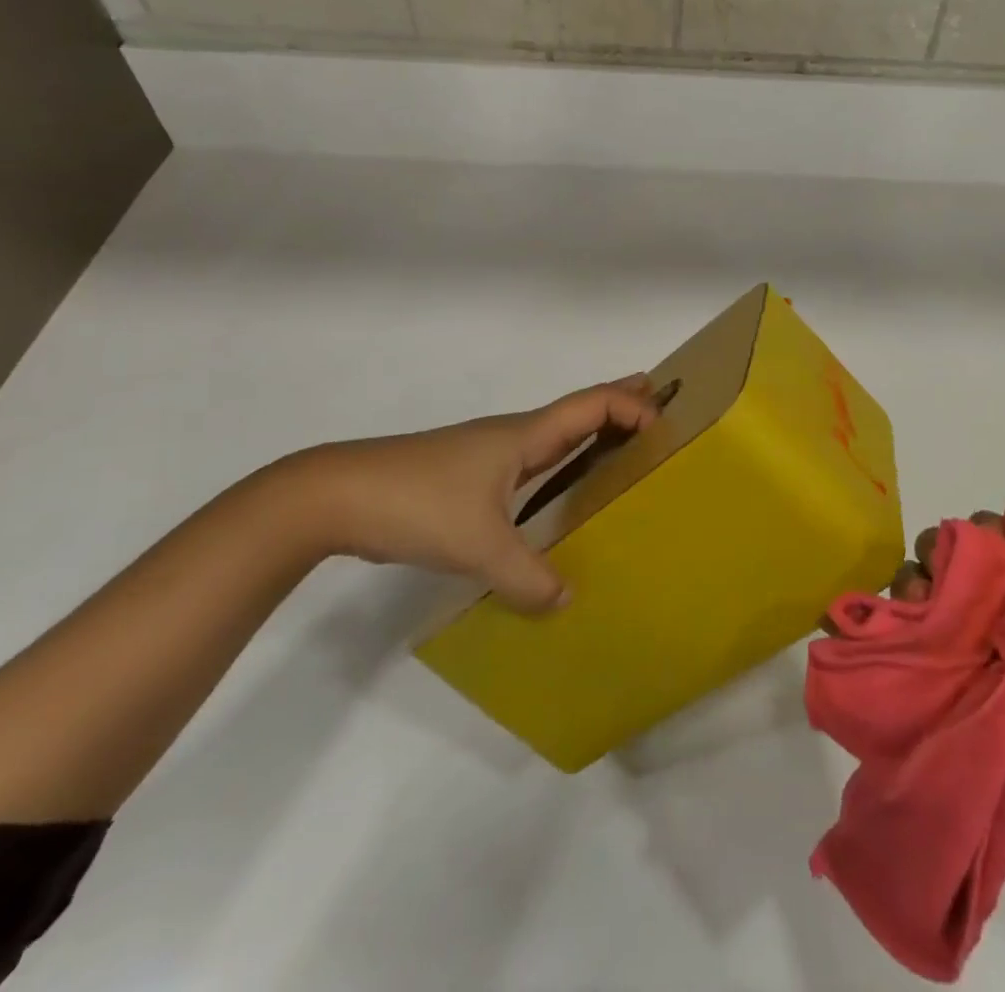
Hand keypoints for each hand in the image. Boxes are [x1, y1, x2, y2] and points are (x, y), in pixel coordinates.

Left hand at [265, 374, 660, 612]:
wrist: (337, 496)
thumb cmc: (418, 502)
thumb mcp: (479, 545)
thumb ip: (527, 576)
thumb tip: (566, 599)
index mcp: (524, 436)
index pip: (592, 405)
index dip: (632, 405)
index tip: (666, 424)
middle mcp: (512, 437)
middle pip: (577, 411)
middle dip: (619, 404)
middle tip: (659, 407)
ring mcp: (487, 456)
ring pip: (552, 438)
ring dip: (590, 435)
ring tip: (621, 449)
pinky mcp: (468, 478)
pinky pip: (531, 464)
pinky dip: (560, 465)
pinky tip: (558, 494)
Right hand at [891, 517, 1004, 900]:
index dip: (989, 535)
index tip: (980, 538)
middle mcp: (997, 630)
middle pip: (956, 568)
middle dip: (942, 552)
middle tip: (939, 571)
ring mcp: (961, 664)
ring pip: (921, 598)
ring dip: (912, 584)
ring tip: (917, 604)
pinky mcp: (931, 699)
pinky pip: (898, 650)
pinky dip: (880, 627)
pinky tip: (883, 625)